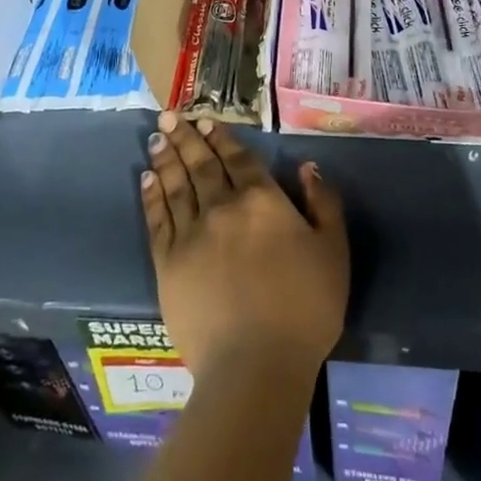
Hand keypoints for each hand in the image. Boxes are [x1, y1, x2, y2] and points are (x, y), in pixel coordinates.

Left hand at [142, 112, 347, 376]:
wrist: (256, 365)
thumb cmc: (305, 309)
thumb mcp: (333, 252)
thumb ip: (323, 204)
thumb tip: (307, 166)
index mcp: (262, 201)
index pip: (238, 159)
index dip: (222, 138)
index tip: (206, 119)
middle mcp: (223, 207)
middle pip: (201, 164)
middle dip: (186, 137)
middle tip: (170, 115)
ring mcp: (191, 234)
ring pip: (176, 185)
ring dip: (167, 158)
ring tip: (157, 137)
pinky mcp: (168, 263)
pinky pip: (157, 219)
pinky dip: (152, 196)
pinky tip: (147, 179)